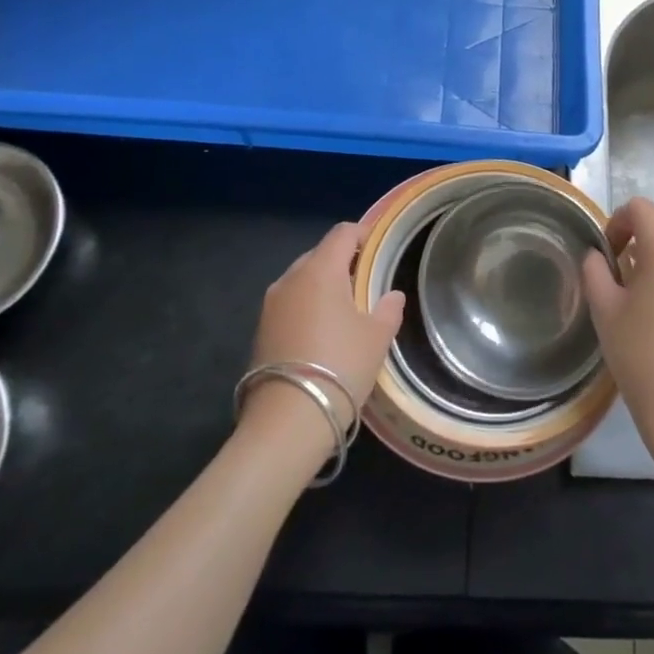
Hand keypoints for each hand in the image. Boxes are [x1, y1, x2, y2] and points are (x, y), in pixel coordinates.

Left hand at [242, 222, 403, 453]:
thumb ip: (389, 308)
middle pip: (320, 254)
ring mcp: (271, 304)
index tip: (379, 249)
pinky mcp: (260, 329)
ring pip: (302, 280)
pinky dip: (307, 307)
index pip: (342, 233)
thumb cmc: (341, 366)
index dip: (363, 234)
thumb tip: (392, 295)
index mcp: (321, 270)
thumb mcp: (377, 337)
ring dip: (323, 286)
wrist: (288, 419)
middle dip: (343, 262)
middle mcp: (291, 278)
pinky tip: (322, 333)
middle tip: (366, 283)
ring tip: (345, 310)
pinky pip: (290, 303)